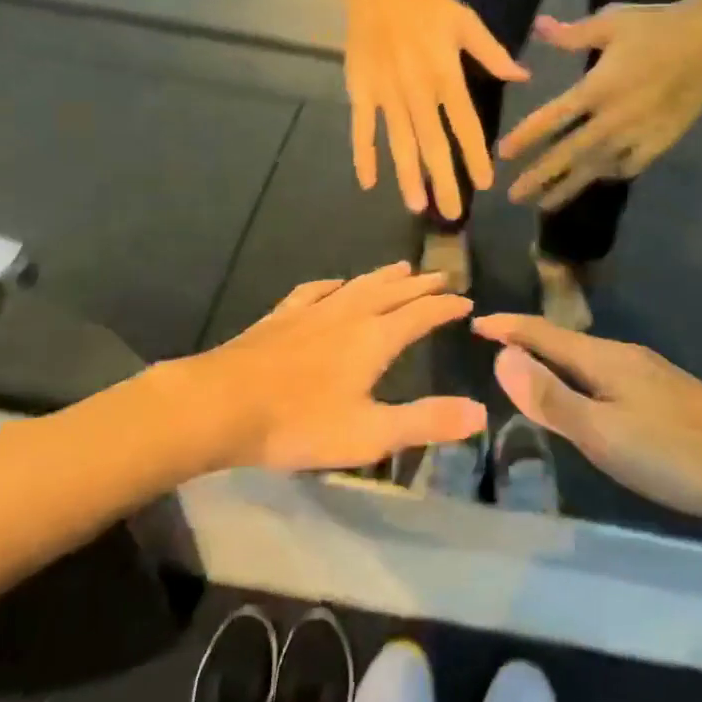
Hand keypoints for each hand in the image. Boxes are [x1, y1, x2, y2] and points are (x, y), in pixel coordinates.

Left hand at [196, 263, 485, 472]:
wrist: (220, 404)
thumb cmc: (299, 423)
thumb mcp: (370, 433)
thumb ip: (426, 421)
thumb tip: (480, 411)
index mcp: (374, 339)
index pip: (421, 314)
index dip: (445, 307)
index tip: (466, 301)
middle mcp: (349, 314)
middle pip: (392, 292)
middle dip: (420, 285)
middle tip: (442, 276)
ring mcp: (312, 311)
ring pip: (358, 285)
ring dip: (384, 277)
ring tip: (401, 268)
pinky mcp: (282, 316)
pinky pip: (316, 290)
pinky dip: (335, 284)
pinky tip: (334, 284)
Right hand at [344, 0, 527, 218]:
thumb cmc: (426, 7)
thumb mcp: (466, 22)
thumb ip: (493, 53)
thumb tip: (523, 76)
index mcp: (445, 76)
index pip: (465, 125)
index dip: (475, 156)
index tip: (484, 184)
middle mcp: (417, 92)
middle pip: (432, 144)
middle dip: (443, 181)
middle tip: (451, 215)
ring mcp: (386, 94)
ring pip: (399, 143)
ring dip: (408, 176)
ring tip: (417, 206)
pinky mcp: (361, 92)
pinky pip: (362, 128)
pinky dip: (363, 155)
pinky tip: (368, 182)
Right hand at [474, 315, 701, 521]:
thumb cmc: (673, 453)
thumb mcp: (602, 431)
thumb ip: (551, 397)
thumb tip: (502, 356)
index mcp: (605, 359)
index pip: (544, 334)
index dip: (508, 328)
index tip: (475, 322)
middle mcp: (626, 356)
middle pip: (566, 341)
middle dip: (528, 340)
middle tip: (495, 344)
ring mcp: (652, 374)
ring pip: (589, 359)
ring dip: (555, 359)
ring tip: (531, 368)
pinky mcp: (669, 395)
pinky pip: (609, 376)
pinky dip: (581, 377)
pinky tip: (590, 398)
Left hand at [500, 0, 701, 209]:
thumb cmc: (657, 26)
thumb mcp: (610, 21)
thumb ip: (572, 33)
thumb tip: (538, 27)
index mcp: (596, 89)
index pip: (552, 118)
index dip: (526, 137)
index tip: (503, 154)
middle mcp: (612, 119)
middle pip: (569, 154)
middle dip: (540, 176)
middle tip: (514, 196)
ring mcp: (638, 134)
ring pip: (597, 167)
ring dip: (570, 186)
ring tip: (546, 205)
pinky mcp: (662, 140)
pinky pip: (631, 165)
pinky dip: (613, 173)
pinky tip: (601, 178)